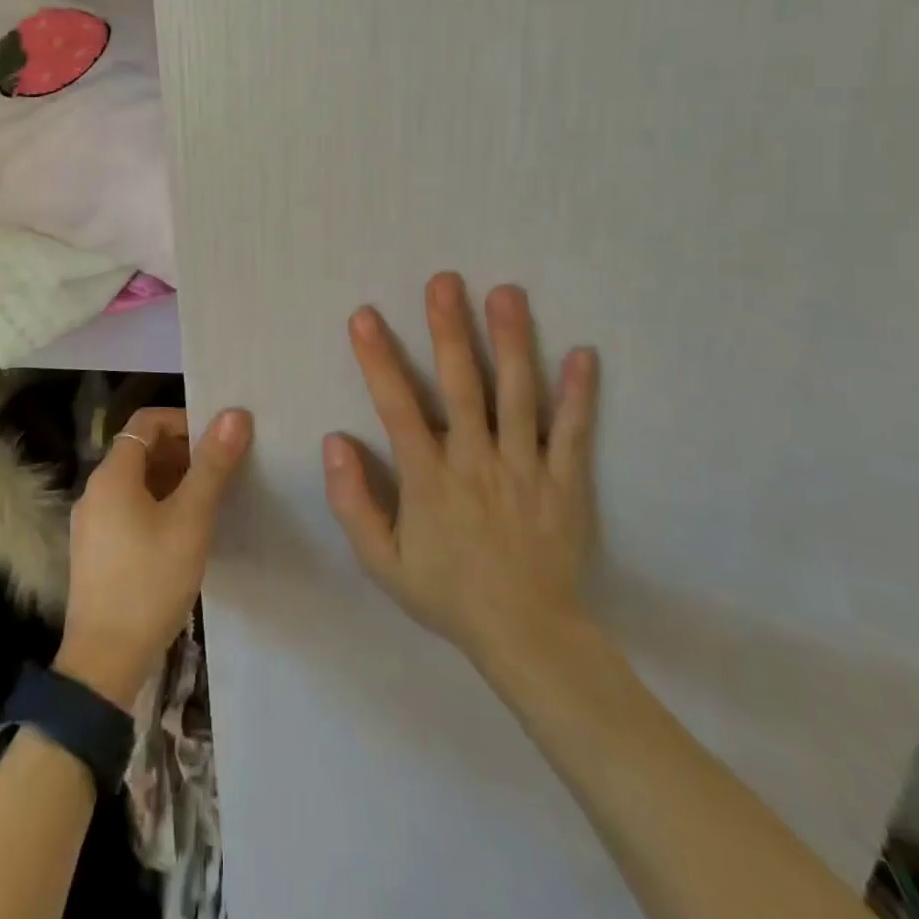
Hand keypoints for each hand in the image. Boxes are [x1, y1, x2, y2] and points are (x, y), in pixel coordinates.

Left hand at [55, 407, 252, 706]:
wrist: (104, 663)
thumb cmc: (150, 581)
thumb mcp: (190, 519)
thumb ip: (212, 465)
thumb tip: (235, 414)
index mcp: (112, 474)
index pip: (147, 421)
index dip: (184, 421)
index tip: (217, 440)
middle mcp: (95, 491)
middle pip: (140, 450)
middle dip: (182, 452)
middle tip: (221, 471)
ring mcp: (91, 523)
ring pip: (136, 483)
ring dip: (172, 481)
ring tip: (209, 501)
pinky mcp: (95, 552)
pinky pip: (128, 510)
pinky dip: (157, 506)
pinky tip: (183, 533)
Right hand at [322, 272, 600, 679]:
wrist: (528, 638)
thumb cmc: (448, 594)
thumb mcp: (382, 563)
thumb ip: (353, 504)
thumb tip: (334, 442)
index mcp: (430, 479)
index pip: (398, 409)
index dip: (379, 360)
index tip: (365, 316)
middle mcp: (476, 462)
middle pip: (462, 386)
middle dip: (449, 330)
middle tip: (444, 281)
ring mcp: (526, 469)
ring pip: (518, 396)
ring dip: (512, 342)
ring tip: (506, 293)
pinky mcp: (566, 482)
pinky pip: (573, 433)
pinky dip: (579, 394)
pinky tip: (584, 353)